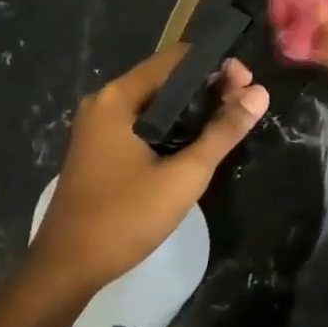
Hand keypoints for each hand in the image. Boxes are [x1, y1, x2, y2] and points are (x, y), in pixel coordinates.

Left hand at [26, 48, 268, 299]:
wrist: (67, 267)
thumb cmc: (125, 218)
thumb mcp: (184, 176)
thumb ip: (222, 132)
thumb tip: (260, 93)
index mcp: (118, 97)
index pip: (175, 59)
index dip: (216, 66)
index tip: (247, 85)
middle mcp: (104, 101)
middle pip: (164, 78)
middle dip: (206, 87)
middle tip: (244, 105)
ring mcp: (97, 125)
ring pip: (154, 102)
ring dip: (190, 108)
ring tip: (227, 122)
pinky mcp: (98, 147)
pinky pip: (140, 121)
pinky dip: (169, 125)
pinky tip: (194, 142)